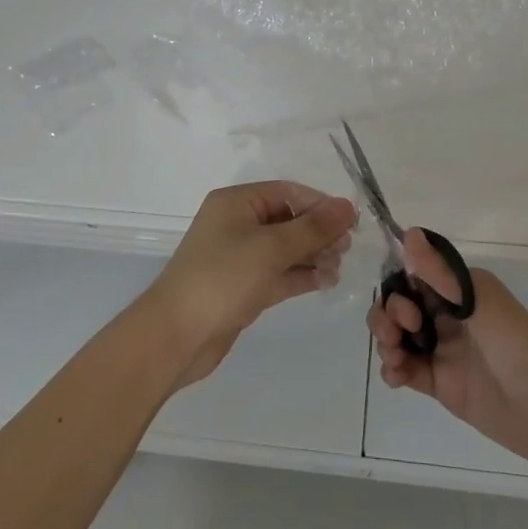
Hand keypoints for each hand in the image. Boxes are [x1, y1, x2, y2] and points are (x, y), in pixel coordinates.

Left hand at [145, 182, 356, 388]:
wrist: (176, 336)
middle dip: (318, 232)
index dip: (320, 204)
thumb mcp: (271, 248)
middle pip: (288, 219)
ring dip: (313, 255)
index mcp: (237, 202)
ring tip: (338, 268)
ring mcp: (239, 257)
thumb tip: (348, 207)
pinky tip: (326, 282)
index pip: (287, 192)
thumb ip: (312, 228)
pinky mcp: (243, 287)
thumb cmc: (223, 278)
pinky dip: (301, 275)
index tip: (351, 222)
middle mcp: (237, 224)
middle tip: (346, 249)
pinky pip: (278, 273)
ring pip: (285, 248)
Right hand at [369, 232, 527, 473]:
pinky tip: (396, 377)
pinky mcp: (442, 384)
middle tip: (398, 335)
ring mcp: (445, 350)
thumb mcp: (480, 305)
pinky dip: (393, 369)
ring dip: (386, 341)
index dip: (399, 287)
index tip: (406, 307)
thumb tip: (409, 232)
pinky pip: (407, 369)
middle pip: (402, 306)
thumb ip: (441, 274)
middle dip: (389, 315)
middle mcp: (449, 315)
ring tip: (395, 359)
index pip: (415, 277)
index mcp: (461, 290)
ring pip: (400, 336)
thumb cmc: (519, 348)